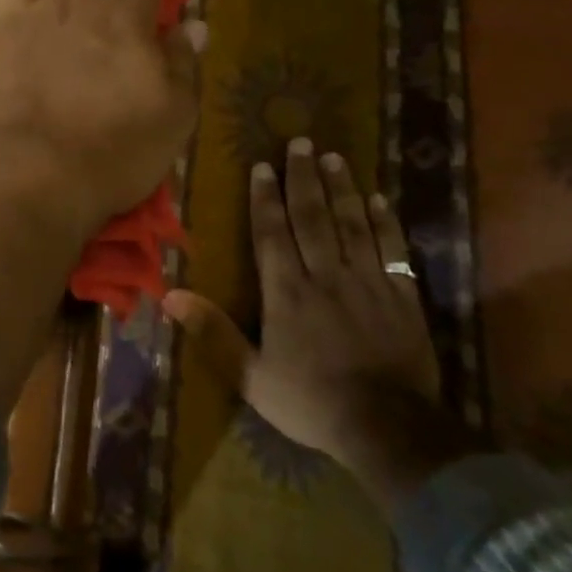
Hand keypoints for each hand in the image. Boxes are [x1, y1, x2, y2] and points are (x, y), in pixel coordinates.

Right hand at [165, 138, 471, 512]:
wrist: (388, 429)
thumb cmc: (311, 402)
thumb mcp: (250, 377)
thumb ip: (213, 333)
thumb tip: (169, 296)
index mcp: (287, 293)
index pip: (273, 234)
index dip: (265, 198)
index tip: (262, 166)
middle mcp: (326, 276)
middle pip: (313, 217)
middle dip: (303, 178)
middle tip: (301, 142)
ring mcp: (368, 283)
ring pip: (352, 224)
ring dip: (341, 189)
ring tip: (334, 158)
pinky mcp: (402, 296)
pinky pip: (392, 249)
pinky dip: (384, 222)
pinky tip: (377, 199)